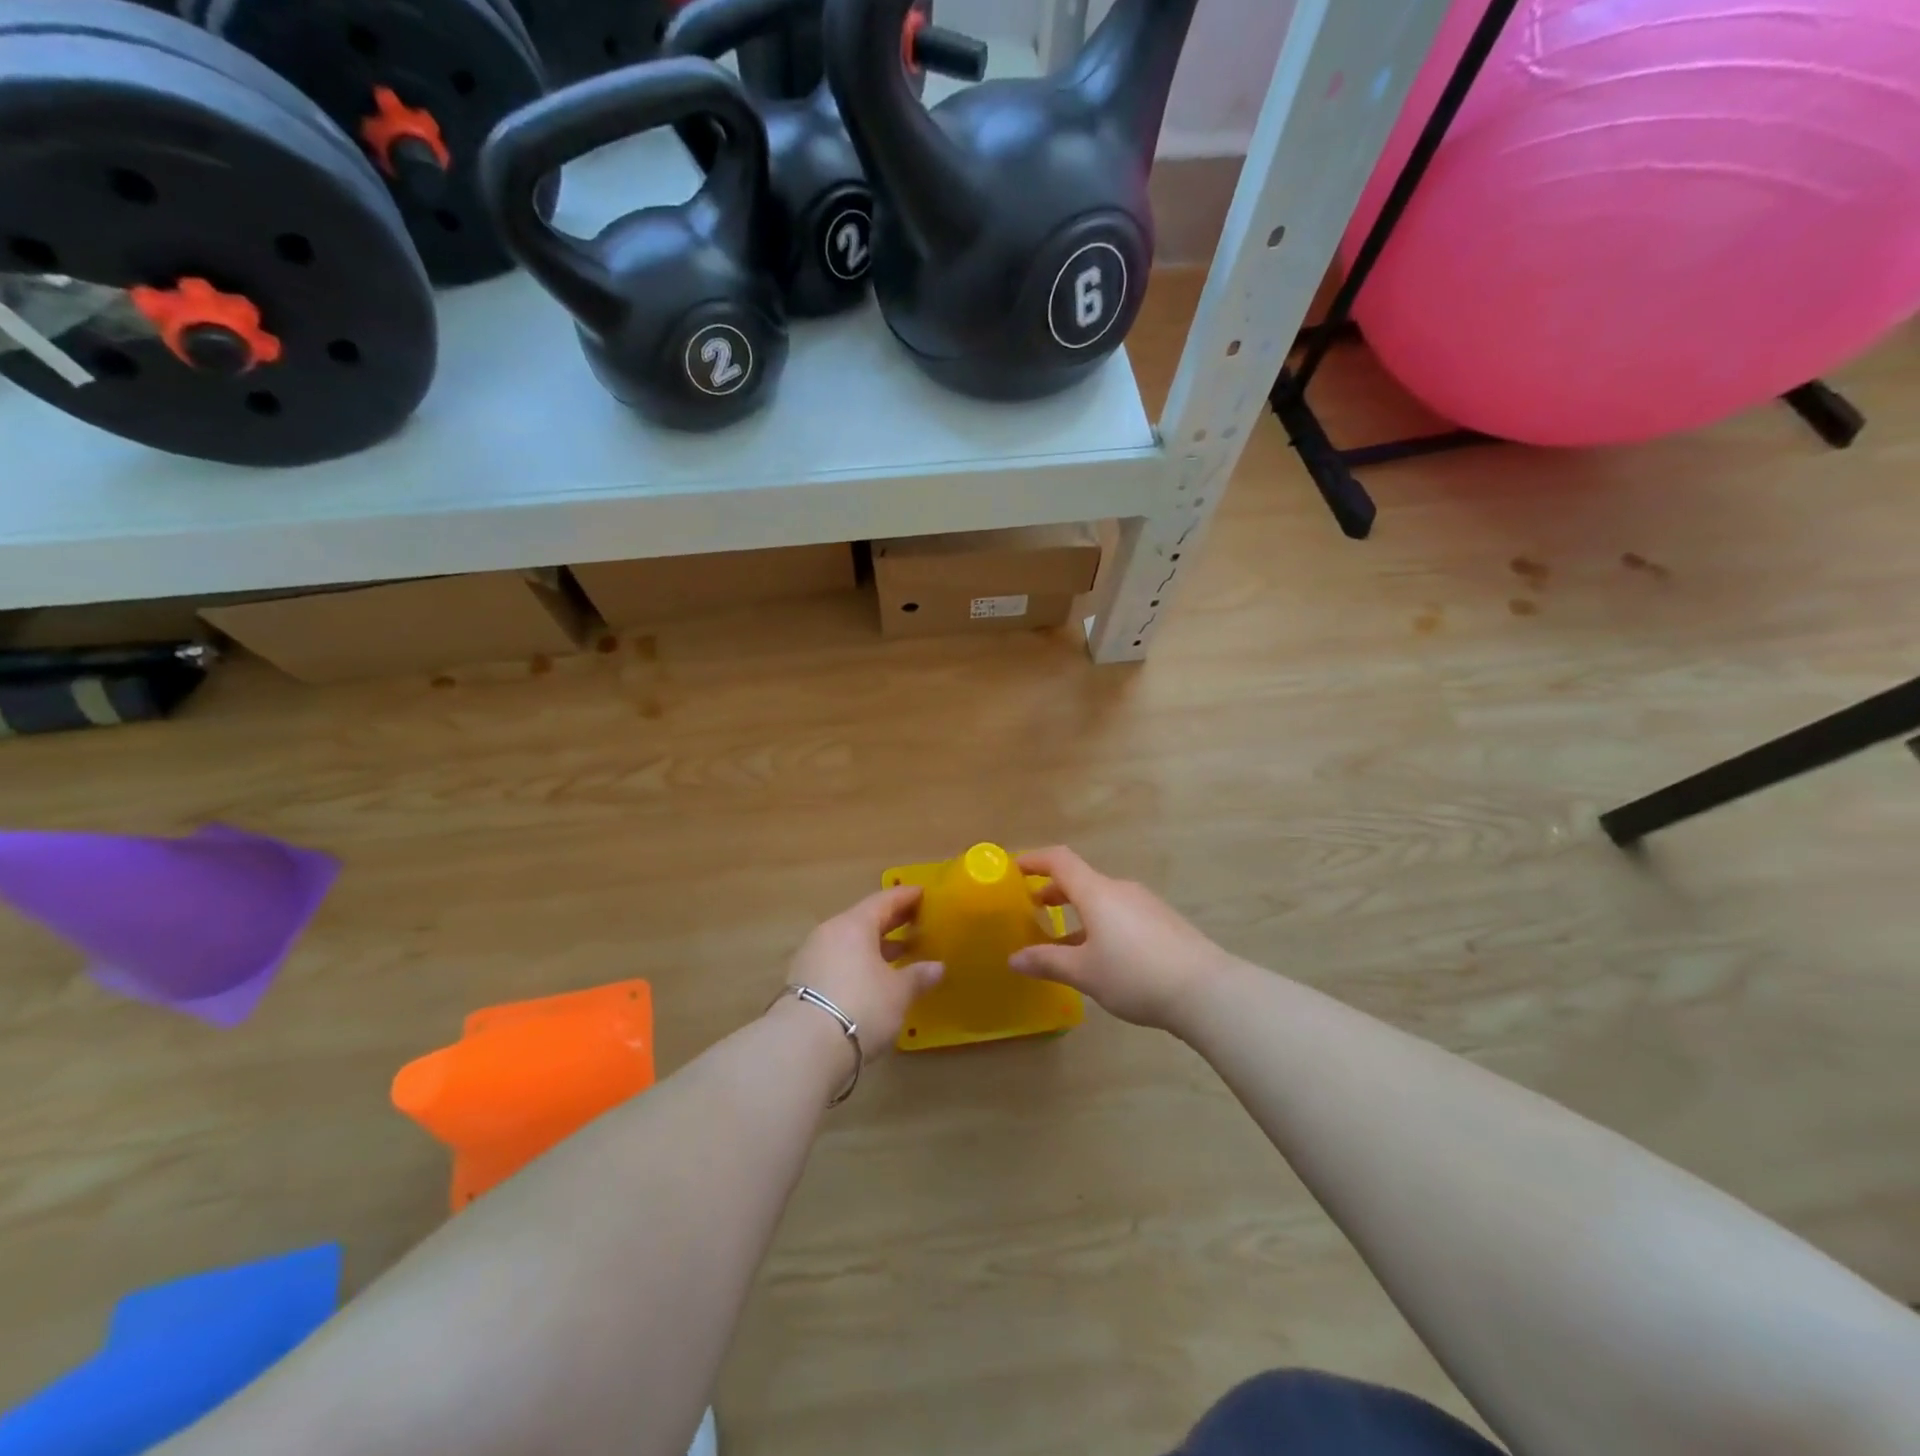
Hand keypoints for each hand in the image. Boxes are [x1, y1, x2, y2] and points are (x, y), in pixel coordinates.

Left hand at [781, 886, 942, 1055]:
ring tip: (899, 954)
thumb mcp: (898, 993)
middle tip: (916, 922)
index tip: (923, 893)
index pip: (884, 900)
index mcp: (854, 925)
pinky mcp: (802, 983)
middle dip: (892, 922)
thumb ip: (918, 976)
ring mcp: (812, 957)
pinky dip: (858, 964)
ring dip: (874, 946)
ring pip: (850, 943)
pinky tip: (873, 980)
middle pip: (864, 920)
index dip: (905, 896)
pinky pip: (838, 962)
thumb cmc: (861, 1007)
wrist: (803, 1047)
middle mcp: (830, 933)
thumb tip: (937, 967)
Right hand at [1009, 847, 1235, 1032]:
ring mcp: (1146, 905)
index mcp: (1097, 892)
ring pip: (1102, 900)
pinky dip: (1102, 924)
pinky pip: (1122, 914)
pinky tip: (1102, 956)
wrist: (1206, 990)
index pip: (1060, 860)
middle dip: (1054, 892)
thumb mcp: (1084, 972)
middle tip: (1033, 910)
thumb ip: (1047, 962)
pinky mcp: (1163, 922)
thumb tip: (1014, 958)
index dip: (1034, 860)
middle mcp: (1120, 890)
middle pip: (1081, 880)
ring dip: (1079, 912)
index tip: (1014, 869)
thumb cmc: (1135, 975)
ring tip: (1064, 941)